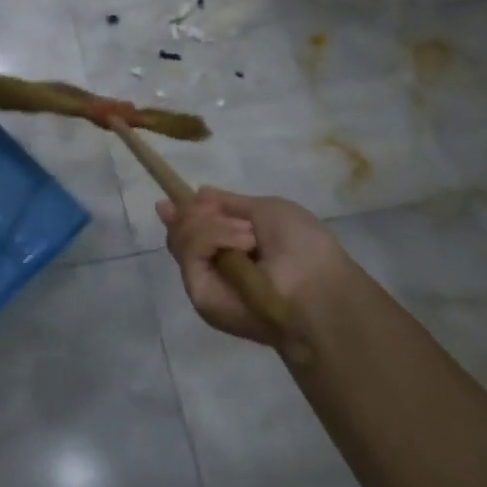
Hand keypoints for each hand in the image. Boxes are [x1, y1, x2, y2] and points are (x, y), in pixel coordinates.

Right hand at [155, 187, 354, 345]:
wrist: (317, 285)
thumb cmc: (303, 246)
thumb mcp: (266, 210)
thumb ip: (228, 204)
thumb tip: (197, 193)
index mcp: (231, 249)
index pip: (191, 231)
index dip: (181, 214)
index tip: (169, 201)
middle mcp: (213, 266)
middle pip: (179, 232)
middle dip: (194, 214)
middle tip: (221, 213)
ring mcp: (205, 280)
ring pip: (181, 238)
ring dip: (213, 226)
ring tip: (248, 235)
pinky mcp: (200, 293)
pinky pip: (190, 251)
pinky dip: (213, 237)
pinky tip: (243, 243)